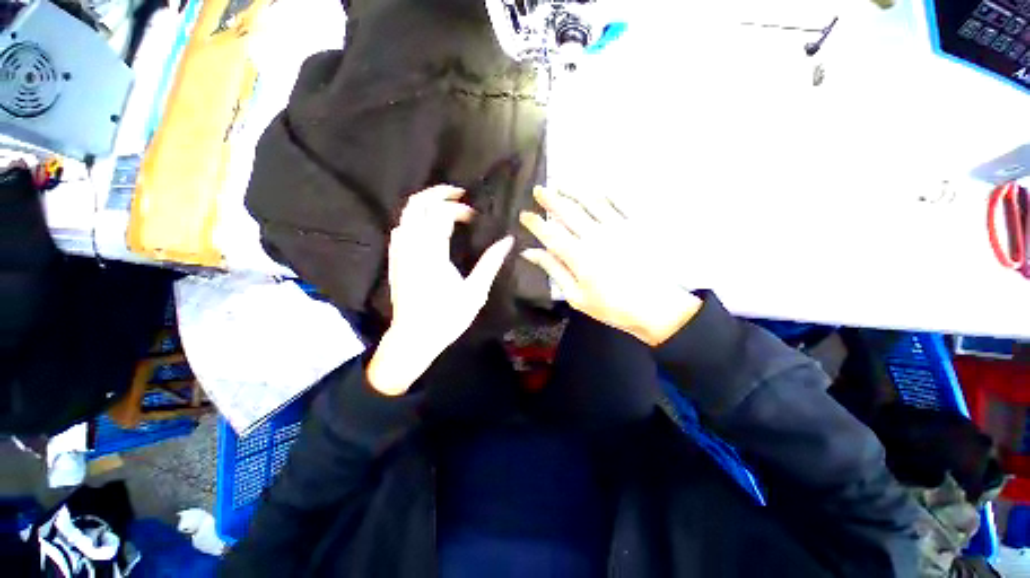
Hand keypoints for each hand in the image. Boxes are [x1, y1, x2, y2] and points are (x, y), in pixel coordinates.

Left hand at [367, 185, 513, 394]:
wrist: (413, 337)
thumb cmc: (447, 317)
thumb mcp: (475, 293)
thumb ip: (490, 263)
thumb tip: (507, 241)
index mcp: (433, 254)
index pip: (441, 215)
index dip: (459, 209)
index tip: (474, 216)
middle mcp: (412, 247)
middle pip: (417, 205)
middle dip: (438, 193)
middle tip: (459, 192)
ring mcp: (399, 252)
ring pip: (406, 214)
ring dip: (425, 203)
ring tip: (445, 204)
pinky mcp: (395, 260)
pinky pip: (400, 228)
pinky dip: (414, 218)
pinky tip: (427, 225)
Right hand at [520, 187, 701, 345]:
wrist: (657, 308)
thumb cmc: (612, 307)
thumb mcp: (577, 296)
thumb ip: (554, 270)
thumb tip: (530, 253)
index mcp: (579, 256)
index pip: (550, 233)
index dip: (535, 222)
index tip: (524, 214)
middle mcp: (595, 236)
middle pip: (568, 212)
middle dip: (550, 199)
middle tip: (538, 190)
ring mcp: (617, 228)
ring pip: (591, 202)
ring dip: (573, 190)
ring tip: (561, 182)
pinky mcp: (636, 225)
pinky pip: (618, 203)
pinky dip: (605, 193)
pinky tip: (596, 188)